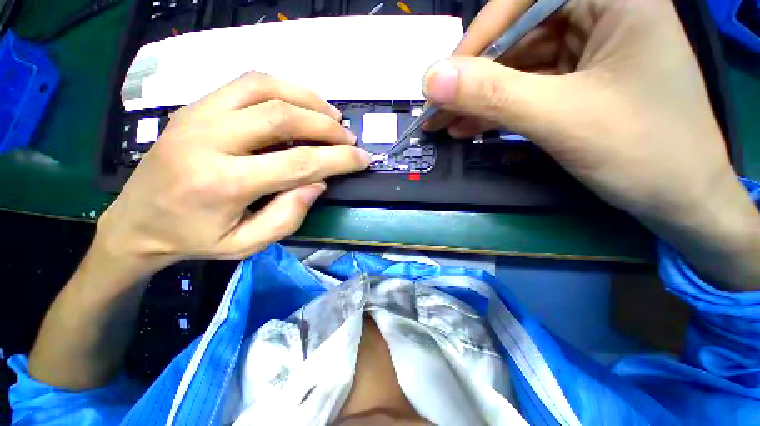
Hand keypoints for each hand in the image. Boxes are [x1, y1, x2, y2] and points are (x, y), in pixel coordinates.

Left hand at [96, 72, 369, 273]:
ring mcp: (198, 115)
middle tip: (349, 138)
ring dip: (308, 99)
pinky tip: (302, 103)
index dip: (339, 159)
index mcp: (224, 183)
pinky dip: (284, 88)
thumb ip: (289, 215)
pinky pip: (247, 83)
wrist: (137, 220)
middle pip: (283, 117)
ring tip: (332, 115)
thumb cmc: (195, 238)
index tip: (363, 158)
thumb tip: (320, 183)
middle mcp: (209, 139)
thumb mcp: (247, 244)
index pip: (298, 162)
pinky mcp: (196, 106)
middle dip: (327, 127)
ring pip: (265, 88)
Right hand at [422, 0, 758, 288]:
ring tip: (444, 124)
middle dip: (473, 79)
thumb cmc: (643, 152)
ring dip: (478, 99)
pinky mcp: (579, 82)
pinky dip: (495, 109)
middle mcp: (602, 14)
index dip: (477, 39)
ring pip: (517, 68)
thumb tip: (431, 80)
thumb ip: (493, 94)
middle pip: (517, 37)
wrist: (679, 199)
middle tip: (436, 109)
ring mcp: (590, 50)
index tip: (441, 80)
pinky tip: (468, 127)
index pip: (523, 1)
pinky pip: (526, 89)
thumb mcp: (561, 117)